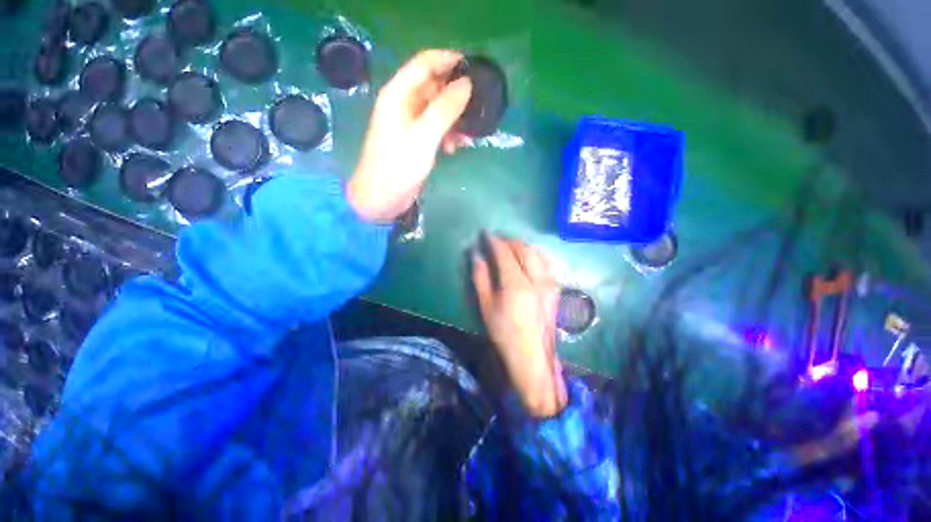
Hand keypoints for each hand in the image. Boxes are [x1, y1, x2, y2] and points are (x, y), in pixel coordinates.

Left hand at [348, 50, 472, 221]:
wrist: (382, 198)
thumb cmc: (398, 166)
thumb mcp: (424, 136)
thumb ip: (445, 109)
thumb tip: (467, 84)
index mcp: (398, 94)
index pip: (425, 63)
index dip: (449, 60)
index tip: (474, 67)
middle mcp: (403, 104)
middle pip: (433, 86)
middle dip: (455, 95)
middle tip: (477, 107)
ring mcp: (409, 123)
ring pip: (437, 109)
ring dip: (454, 119)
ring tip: (468, 135)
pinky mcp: (415, 140)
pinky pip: (436, 128)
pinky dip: (448, 134)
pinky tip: (455, 147)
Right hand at [472, 235, 567, 417]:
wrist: (533, 356)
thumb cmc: (505, 334)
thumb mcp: (486, 307)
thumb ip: (481, 278)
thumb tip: (477, 256)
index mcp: (516, 285)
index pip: (505, 253)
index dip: (495, 241)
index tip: (486, 234)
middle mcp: (536, 279)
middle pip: (524, 249)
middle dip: (509, 240)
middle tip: (497, 240)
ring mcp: (549, 283)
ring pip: (537, 253)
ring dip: (522, 245)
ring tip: (510, 246)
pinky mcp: (555, 288)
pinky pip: (545, 262)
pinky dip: (534, 254)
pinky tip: (526, 258)